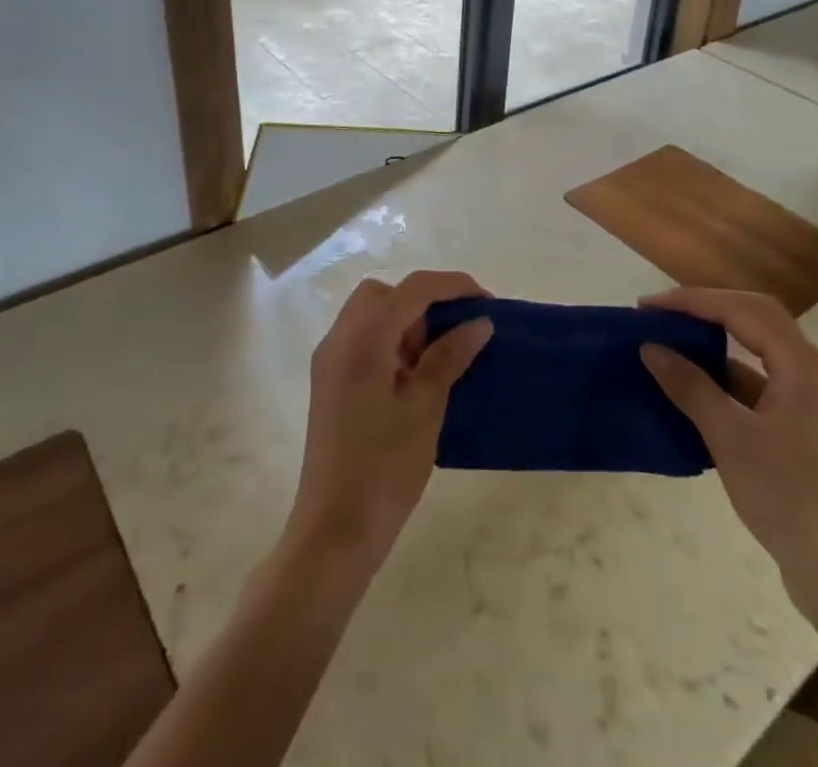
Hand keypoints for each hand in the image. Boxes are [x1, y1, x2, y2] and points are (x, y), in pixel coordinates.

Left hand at [282, 271, 494, 580]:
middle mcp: (339, 338)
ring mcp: (330, 361)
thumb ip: (450, 357)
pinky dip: (390, 342)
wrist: (333, 532)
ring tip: (439, 358)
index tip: (487, 301)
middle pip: (384, 294)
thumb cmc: (384, 468)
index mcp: (362, 338)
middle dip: (423, 302)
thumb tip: (479, 322)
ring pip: (371, 316)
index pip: (412, 289)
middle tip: (455, 333)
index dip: (452, 285)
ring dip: (406, 322)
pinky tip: (414, 377)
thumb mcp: (424, 408)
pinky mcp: (329, 383)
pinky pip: (363, 341)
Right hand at [639, 289, 817, 622]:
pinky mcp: (801, 428)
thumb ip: (690, 387)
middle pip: (754, 317)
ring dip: (714, 341)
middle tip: (660, 314)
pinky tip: (692, 390)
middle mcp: (809, 372)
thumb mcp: (731, 439)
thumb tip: (650, 348)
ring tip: (670, 344)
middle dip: (705, 308)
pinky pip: (757, 383)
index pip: (741, 309)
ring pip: (756, 350)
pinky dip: (723, 377)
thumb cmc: (789, 499)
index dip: (691, 301)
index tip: (647, 307)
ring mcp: (808, 401)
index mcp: (801, 365)